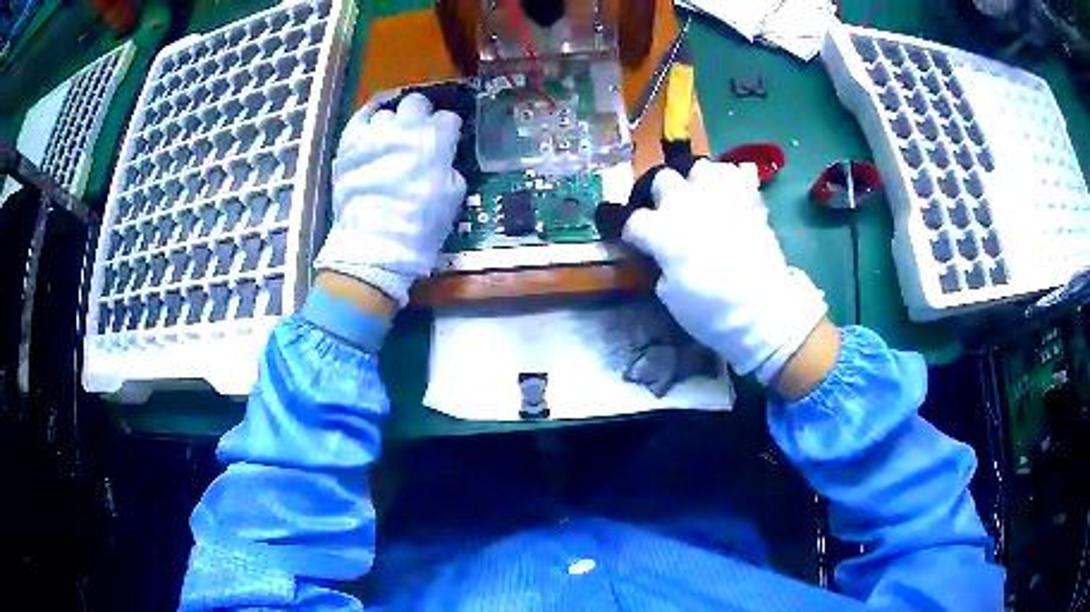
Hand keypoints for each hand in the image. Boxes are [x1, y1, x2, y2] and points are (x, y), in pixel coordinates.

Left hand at [314, 93, 466, 306]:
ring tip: (391, 140)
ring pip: (388, 112)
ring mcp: (374, 132)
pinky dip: (368, 120)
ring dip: (393, 124)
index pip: (448, 119)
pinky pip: (360, 118)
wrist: (374, 243)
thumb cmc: (419, 224)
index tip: (446, 142)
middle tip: (419, 135)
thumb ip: (449, 166)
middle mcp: (405, 127)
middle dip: (421, 116)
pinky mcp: (349, 142)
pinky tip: (372, 126)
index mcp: (436, 138)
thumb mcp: (453, 195)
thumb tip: (443, 159)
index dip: (448, 131)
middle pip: (417, 103)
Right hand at [623, 160, 828, 385]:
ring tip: (701, 199)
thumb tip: (664, 256)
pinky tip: (728, 196)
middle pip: (662, 180)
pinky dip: (728, 182)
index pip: (634, 221)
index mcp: (661, 232)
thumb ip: (662, 266)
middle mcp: (685, 205)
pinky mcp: (748, 198)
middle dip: (662, 195)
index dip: (634, 234)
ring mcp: (719, 197)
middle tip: (670, 214)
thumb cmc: (712, 312)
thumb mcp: (671, 298)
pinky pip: (734, 175)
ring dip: (696, 183)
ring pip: (698, 168)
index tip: (640, 244)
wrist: (763, 310)